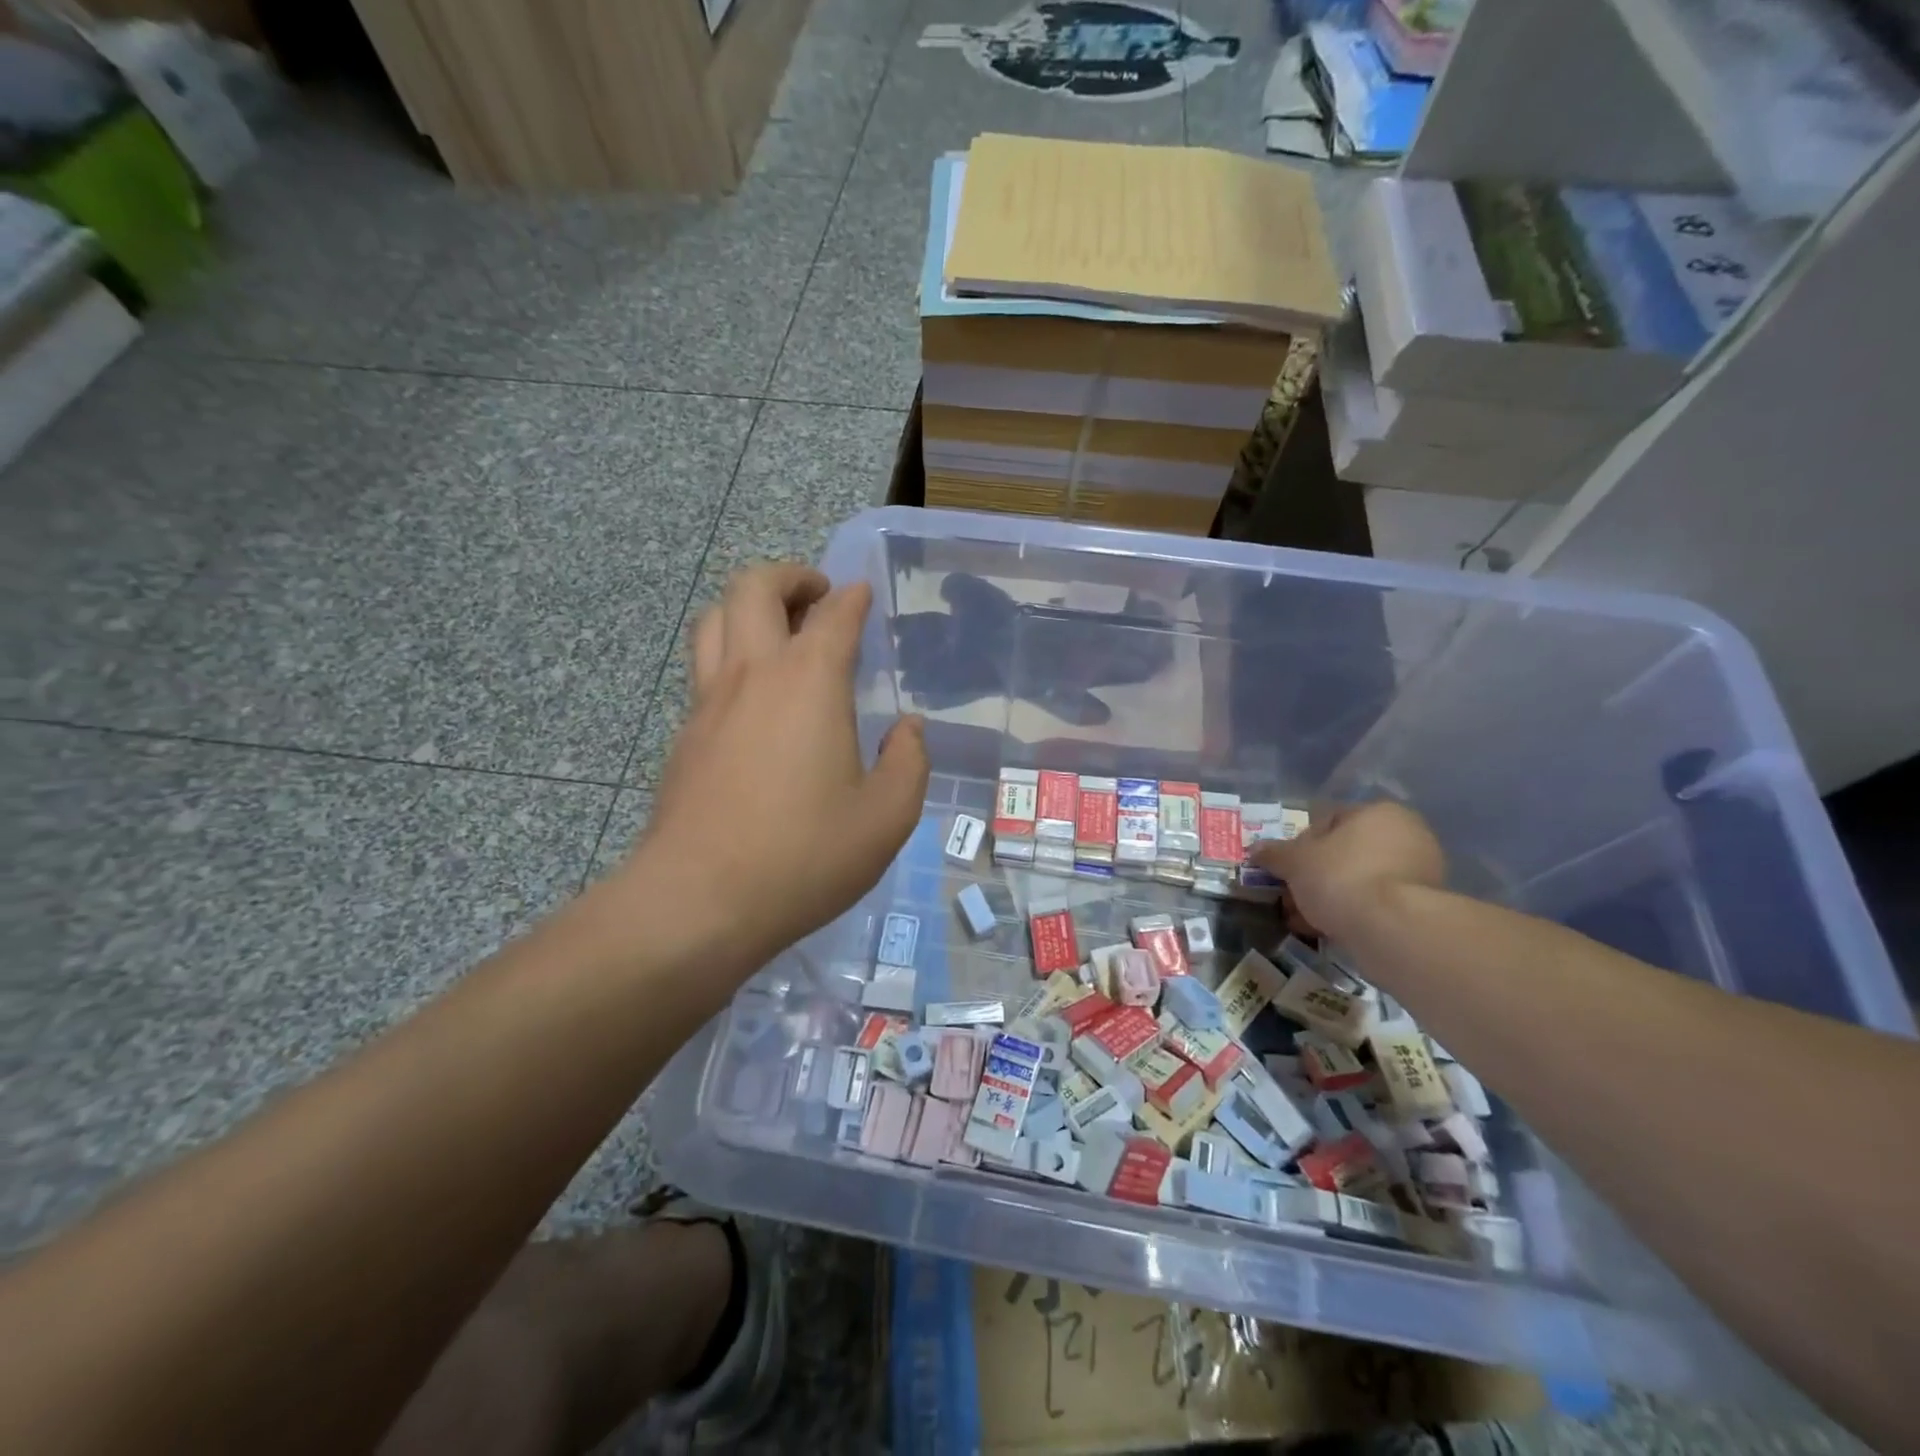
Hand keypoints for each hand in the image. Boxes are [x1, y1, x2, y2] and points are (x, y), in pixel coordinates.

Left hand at [627, 563, 928, 977]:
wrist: (699, 901)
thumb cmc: (805, 855)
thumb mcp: (887, 817)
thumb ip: (908, 763)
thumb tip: (908, 728)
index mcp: (809, 681)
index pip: (834, 613)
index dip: (853, 597)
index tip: (864, 595)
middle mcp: (754, 674)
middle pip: (753, 587)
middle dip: (789, 577)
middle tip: (818, 598)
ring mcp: (709, 701)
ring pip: (715, 617)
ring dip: (749, 606)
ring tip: (780, 630)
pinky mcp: (685, 734)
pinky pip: (705, 666)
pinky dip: (731, 653)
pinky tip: (755, 695)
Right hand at [1249, 802, 1444, 942]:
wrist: (1393, 930)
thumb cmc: (1340, 878)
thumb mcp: (1294, 862)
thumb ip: (1274, 854)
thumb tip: (1255, 849)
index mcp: (1377, 812)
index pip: (1328, 820)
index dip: (1300, 844)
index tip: (1285, 869)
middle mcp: (1406, 835)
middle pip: (1345, 853)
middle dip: (1315, 875)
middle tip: (1291, 896)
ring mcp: (1420, 872)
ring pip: (1360, 880)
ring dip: (1331, 897)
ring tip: (1305, 919)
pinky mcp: (1424, 906)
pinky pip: (1377, 904)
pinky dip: (1353, 913)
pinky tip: (1329, 930)